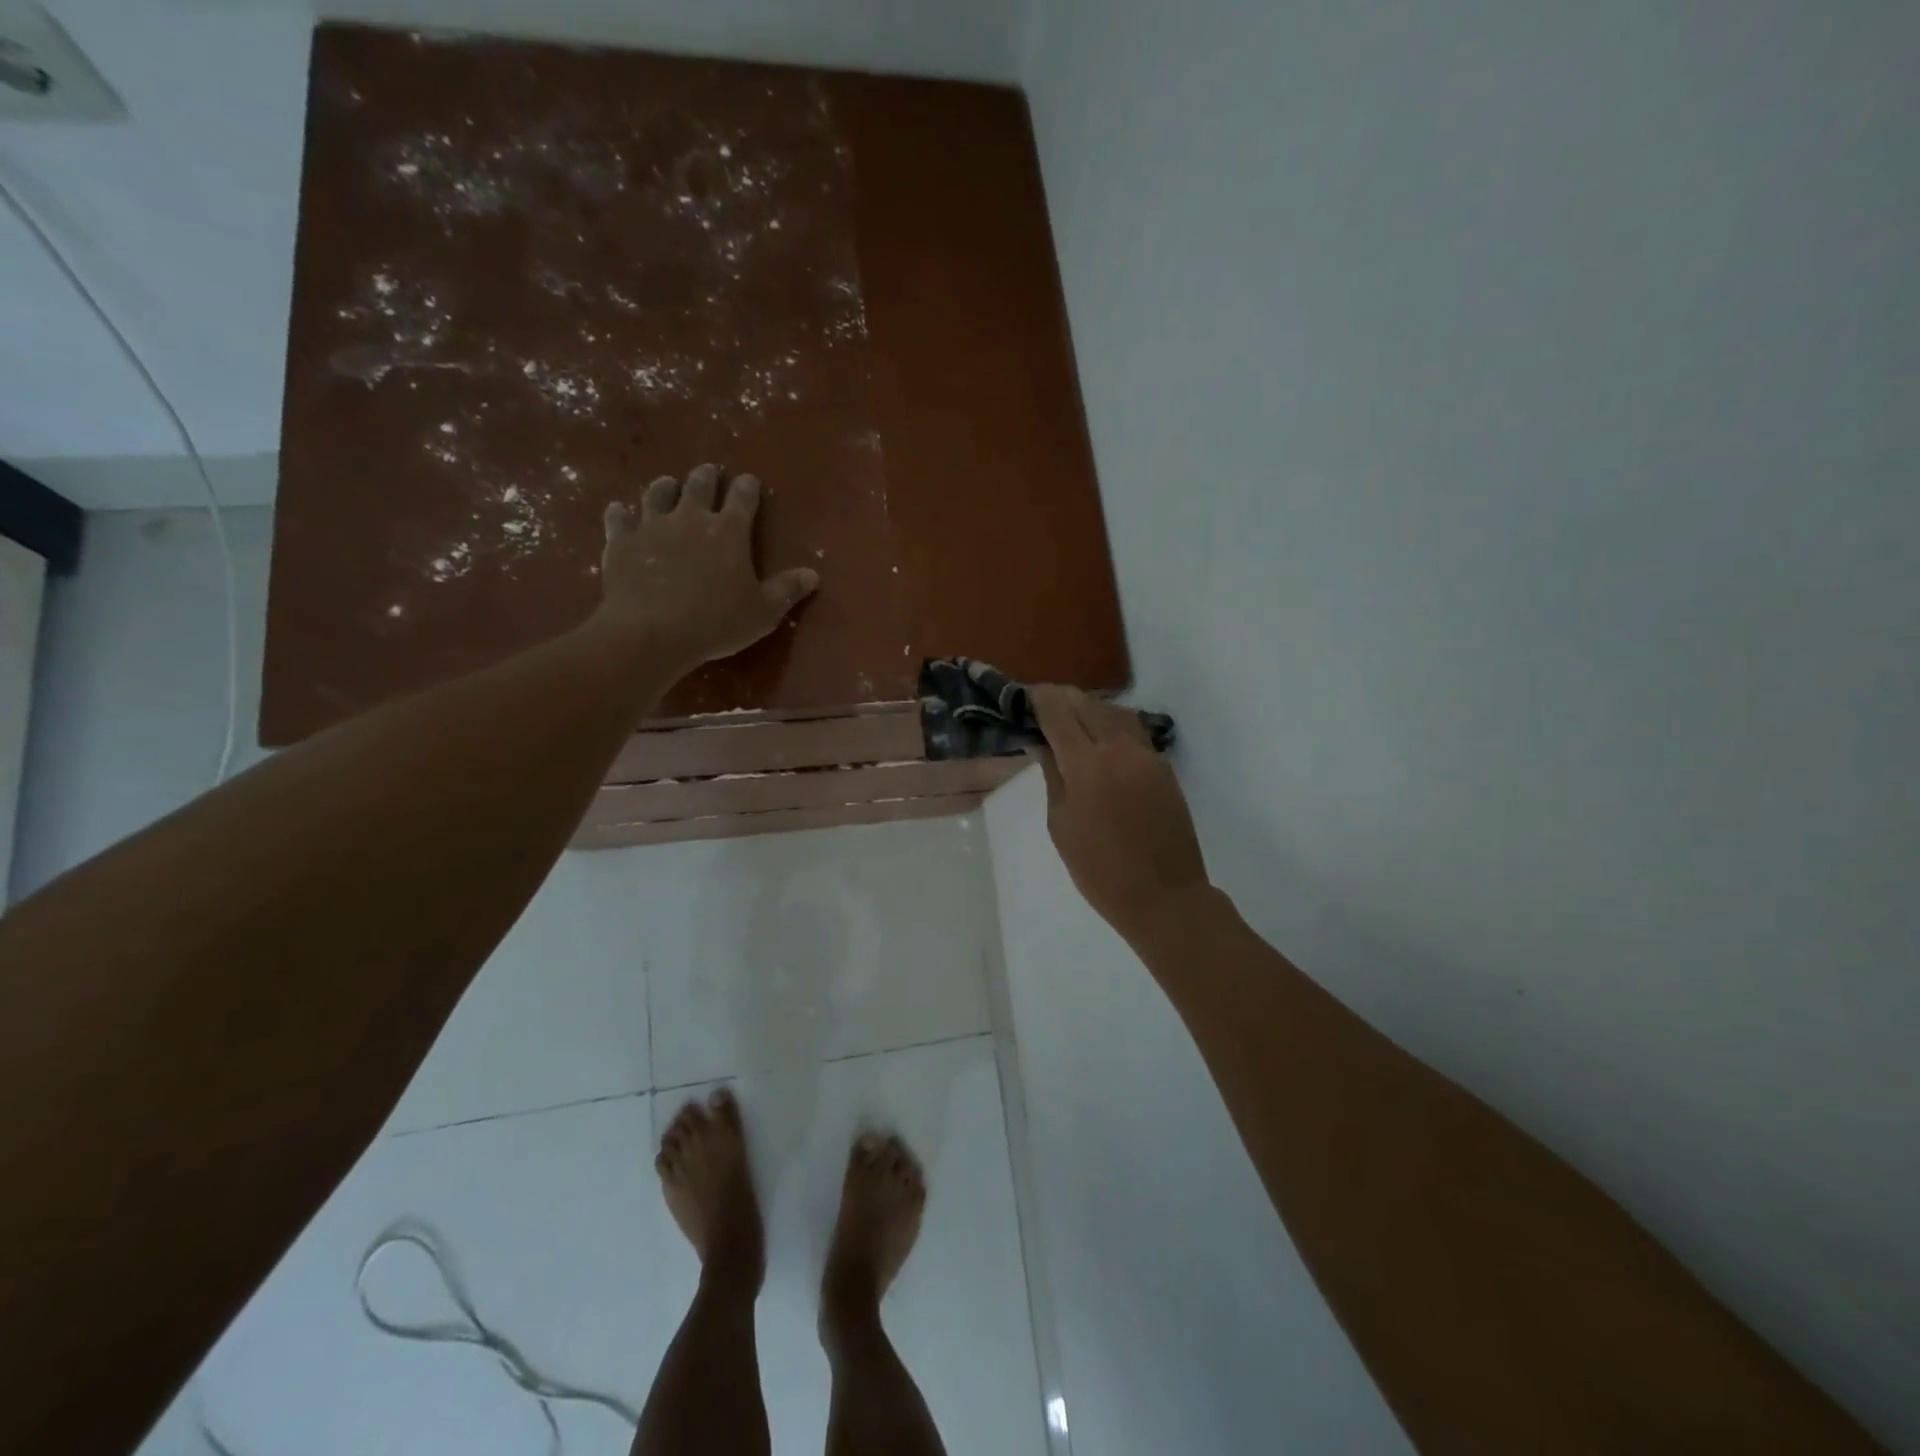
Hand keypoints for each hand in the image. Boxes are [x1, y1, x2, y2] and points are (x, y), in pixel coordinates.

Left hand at [598, 464, 818, 675]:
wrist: (651, 632)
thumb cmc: (716, 622)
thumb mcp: (763, 612)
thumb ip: (787, 590)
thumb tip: (812, 574)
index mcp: (729, 531)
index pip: (743, 497)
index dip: (748, 487)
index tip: (750, 482)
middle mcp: (690, 517)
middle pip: (699, 485)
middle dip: (706, 477)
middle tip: (709, 473)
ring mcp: (652, 526)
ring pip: (658, 494)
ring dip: (665, 487)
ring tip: (668, 485)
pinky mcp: (622, 541)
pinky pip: (619, 519)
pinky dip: (621, 513)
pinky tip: (620, 511)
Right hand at [1030, 685, 1207, 940]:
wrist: (1164, 896)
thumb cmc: (1100, 871)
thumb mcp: (1061, 825)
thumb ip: (1053, 777)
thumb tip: (1043, 744)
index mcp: (1087, 766)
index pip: (1059, 712)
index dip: (1040, 699)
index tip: (1025, 697)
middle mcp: (1120, 749)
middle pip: (1088, 703)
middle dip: (1063, 698)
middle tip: (1043, 706)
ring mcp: (1147, 755)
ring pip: (1115, 711)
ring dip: (1090, 708)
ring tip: (1071, 719)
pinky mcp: (1164, 766)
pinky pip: (1134, 731)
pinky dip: (1112, 724)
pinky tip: (1099, 739)